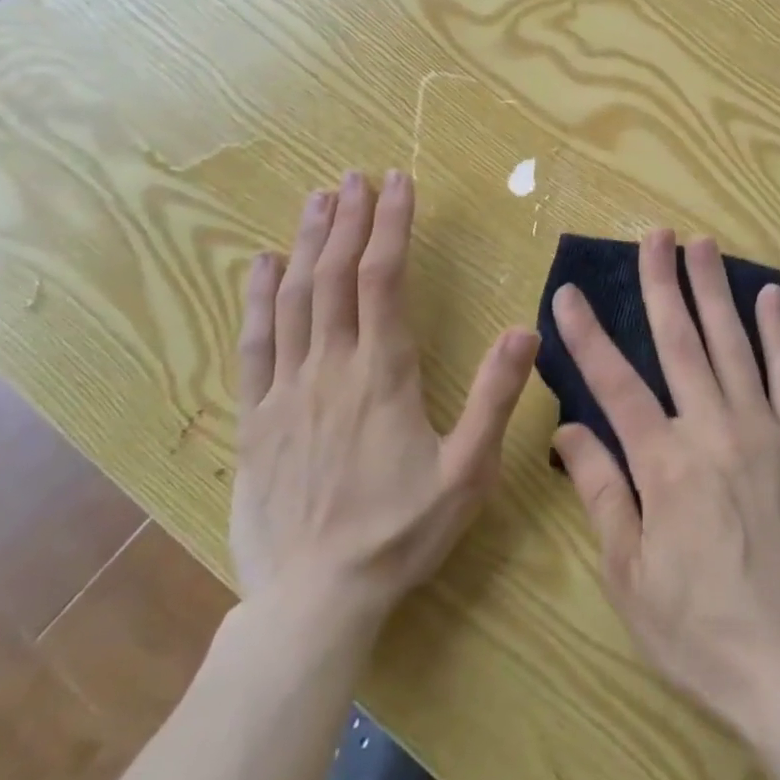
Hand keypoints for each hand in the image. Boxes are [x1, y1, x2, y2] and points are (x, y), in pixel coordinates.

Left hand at [231, 170, 538, 645]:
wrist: (313, 603)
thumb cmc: (400, 532)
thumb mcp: (468, 471)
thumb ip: (496, 397)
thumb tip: (526, 328)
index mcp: (383, 373)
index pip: (384, 278)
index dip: (391, 224)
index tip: (398, 182)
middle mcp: (331, 367)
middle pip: (335, 275)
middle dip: (347, 219)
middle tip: (356, 176)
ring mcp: (286, 391)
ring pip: (293, 299)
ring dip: (306, 243)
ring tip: (317, 199)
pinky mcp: (255, 418)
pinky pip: (253, 345)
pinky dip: (257, 298)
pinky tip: (261, 265)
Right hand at [550, 229, 779, 740]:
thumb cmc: (700, 628)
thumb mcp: (630, 576)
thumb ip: (601, 492)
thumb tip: (568, 430)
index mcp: (664, 464)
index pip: (615, 384)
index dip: (588, 335)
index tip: (568, 294)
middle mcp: (713, 430)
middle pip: (680, 342)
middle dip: (663, 284)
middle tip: (654, 236)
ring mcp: (764, 431)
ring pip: (733, 344)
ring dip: (715, 290)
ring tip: (702, 244)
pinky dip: (779, 333)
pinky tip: (770, 296)